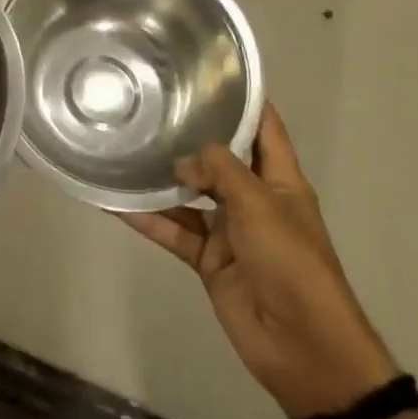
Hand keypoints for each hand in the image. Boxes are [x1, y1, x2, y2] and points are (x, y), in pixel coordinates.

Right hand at [120, 106, 394, 418]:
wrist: (304, 348)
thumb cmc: (292, 263)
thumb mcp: (259, 205)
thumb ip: (219, 171)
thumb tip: (181, 161)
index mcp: (278, 179)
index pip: (262, 126)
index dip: (240, 98)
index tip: (205, 70)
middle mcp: (253, 198)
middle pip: (218, 157)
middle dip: (188, 134)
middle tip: (148, 104)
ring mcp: (228, 230)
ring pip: (188, 194)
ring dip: (161, 178)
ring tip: (123, 147)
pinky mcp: (207, 259)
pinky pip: (173, 230)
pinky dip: (147, 218)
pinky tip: (113, 201)